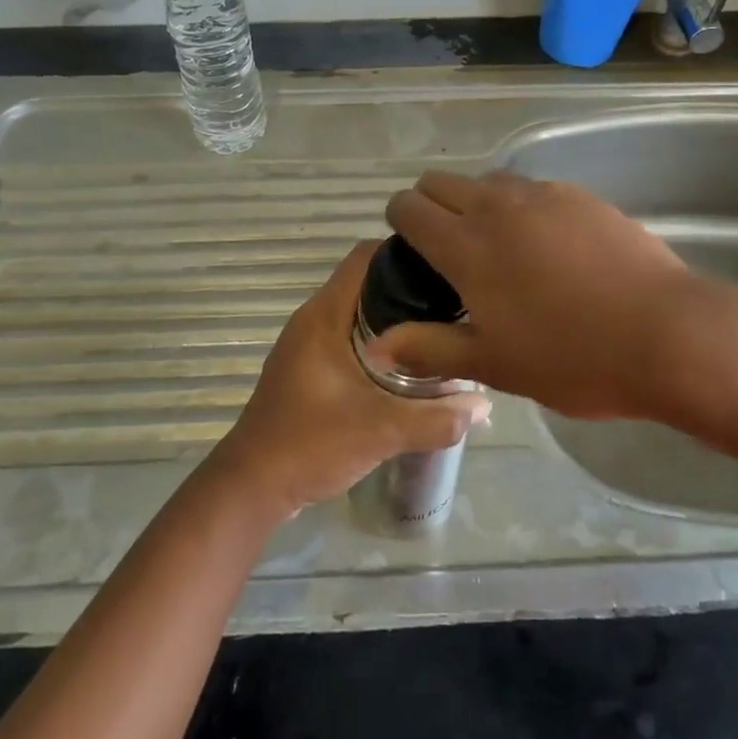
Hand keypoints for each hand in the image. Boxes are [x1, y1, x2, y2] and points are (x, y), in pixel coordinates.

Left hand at [211, 241, 490, 518]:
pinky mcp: (310, 368)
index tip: (446, 265)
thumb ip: (436, 419)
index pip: (365, 257)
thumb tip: (484, 404)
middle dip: (409, 286)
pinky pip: (351, 336)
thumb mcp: (380, 431)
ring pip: (359, 311)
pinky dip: (380, 340)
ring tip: (441, 327)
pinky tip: (410, 364)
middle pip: (367, 281)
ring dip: (396, 316)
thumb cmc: (310, 444)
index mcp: (324, 315)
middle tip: (454, 300)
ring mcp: (309, 344)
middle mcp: (314, 319)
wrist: (253, 486)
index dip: (405, 252)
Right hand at [378, 171, 737, 425]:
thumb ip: (429, 349)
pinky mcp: (581, 196)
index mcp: (467, 246)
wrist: (669, 334)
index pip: (410, 207)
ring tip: (499, 247)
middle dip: (431, 204)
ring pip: (489, 182)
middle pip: (442, 182)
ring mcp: (544, 195)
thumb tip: (377, 346)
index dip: (400, 220)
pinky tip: (548, 246)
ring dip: (477, 204)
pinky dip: (521, 207)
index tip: (409, 248)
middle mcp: (498, 207)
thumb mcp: (494, 365)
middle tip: (447, 250)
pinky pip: (533, 189)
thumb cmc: (573, 357)